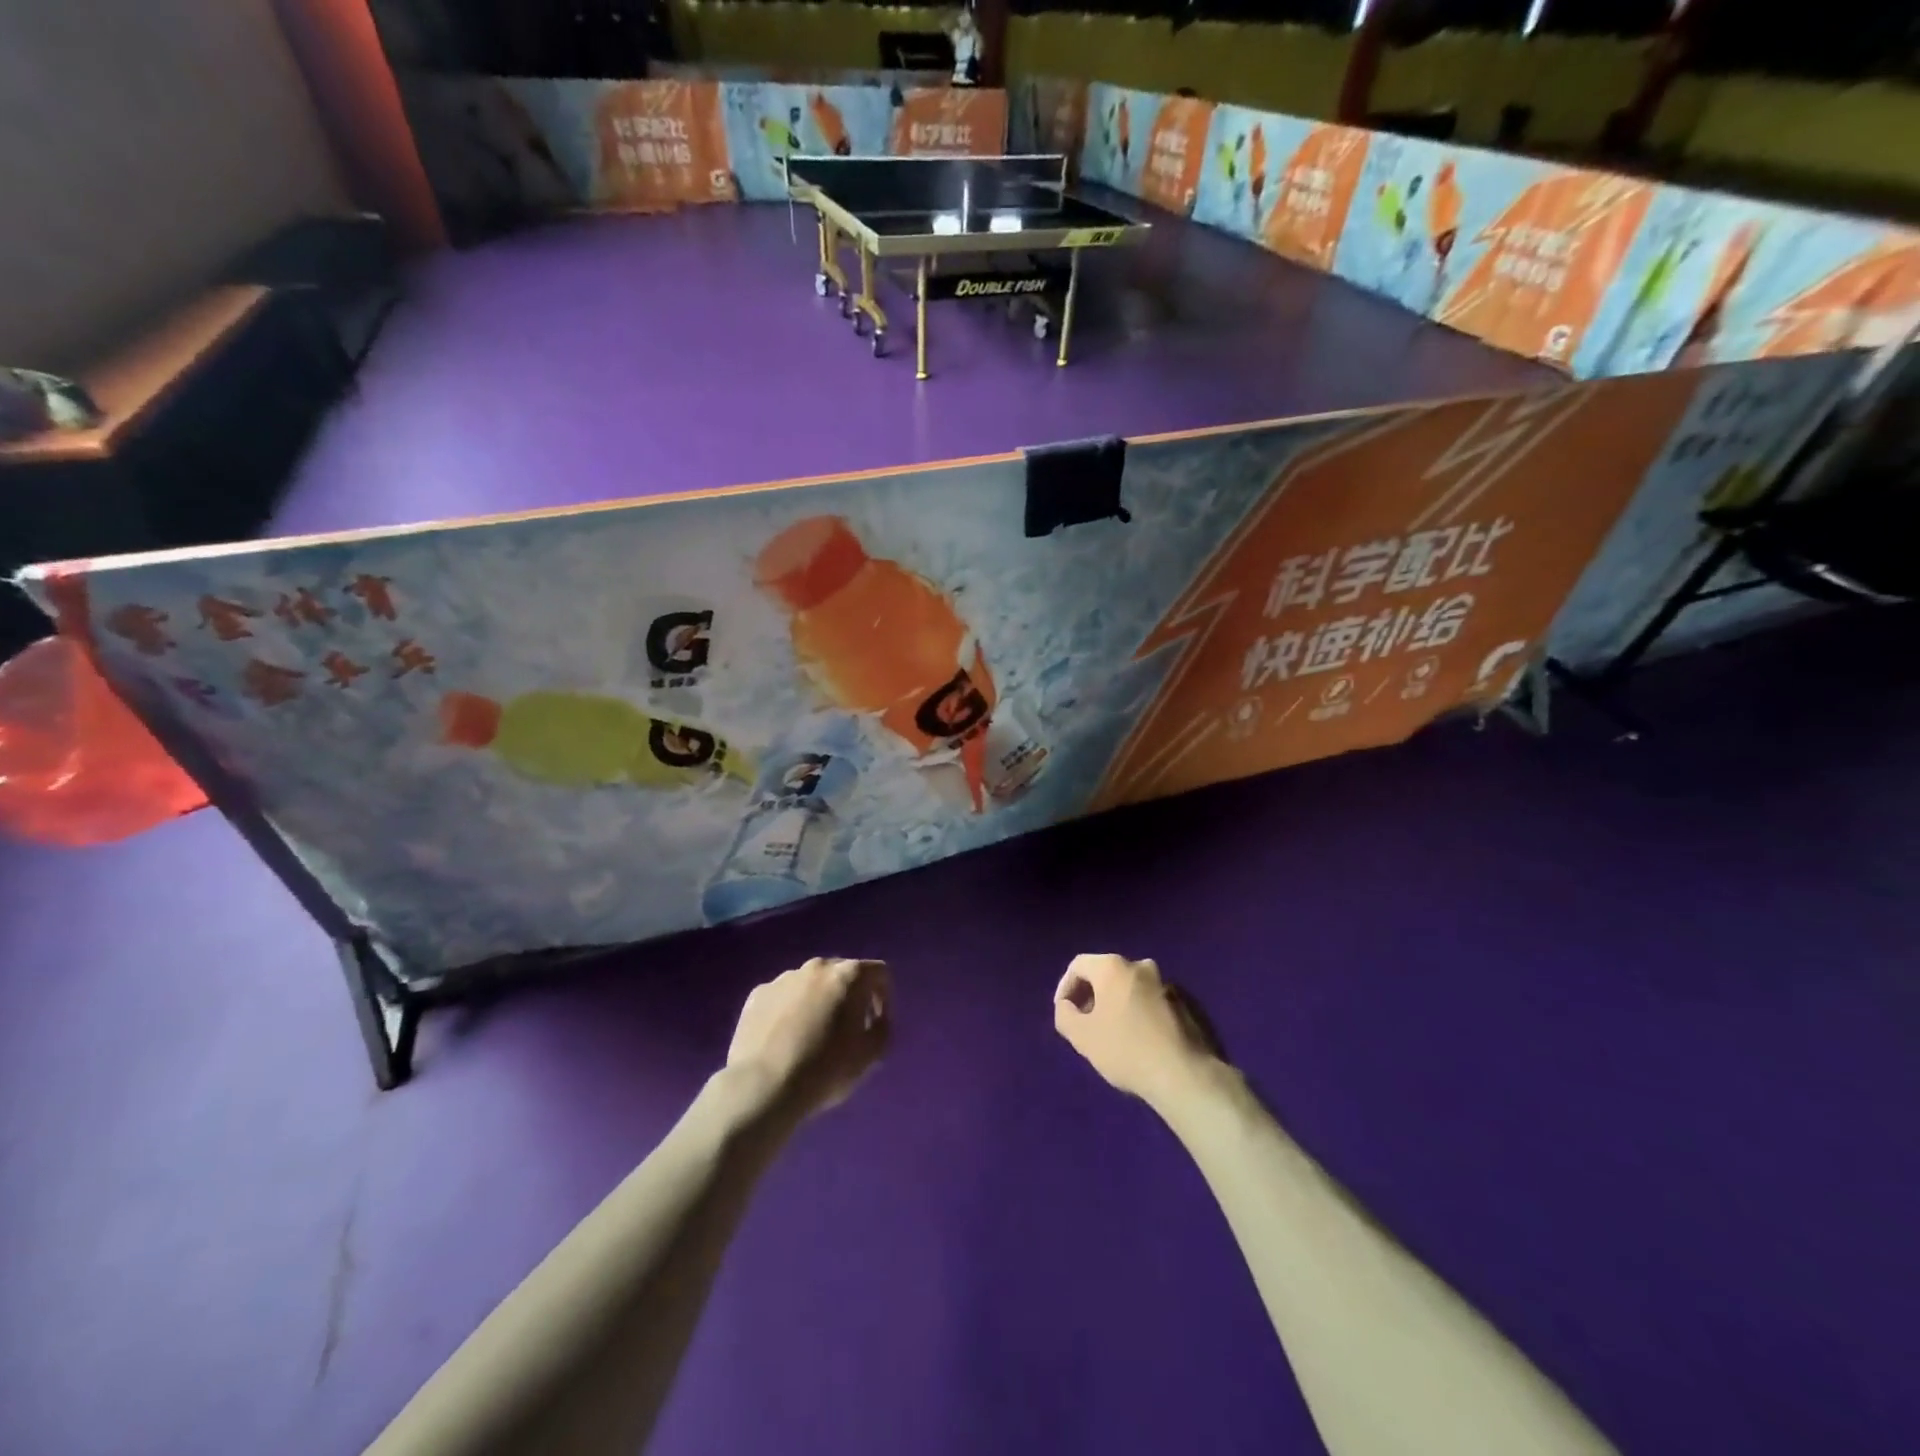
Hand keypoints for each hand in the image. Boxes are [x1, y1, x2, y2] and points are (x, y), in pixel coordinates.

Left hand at [726, 957, 890, 1123]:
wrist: (763, 1087)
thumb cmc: (826, 1069)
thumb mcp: (872, 1054)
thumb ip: (883, 1026)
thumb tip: (875, 1018)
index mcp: (849, 975)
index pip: (879, 973)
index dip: (883, 997)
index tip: (875, 1023)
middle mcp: (817, 966)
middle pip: (842, 974)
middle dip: (849, 997)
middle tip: (846, 1029)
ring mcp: (784, 978)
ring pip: (810, 984)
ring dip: (818, 1002)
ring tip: (812, 1036)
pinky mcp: (758, 994)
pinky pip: (783, 997)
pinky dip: (789, 1011)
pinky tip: (784, 1040)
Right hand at [1053, 953, 1224, 1108]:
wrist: (1186, 1075)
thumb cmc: (1126, 1050)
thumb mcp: (1082, 1037)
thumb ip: (1065, 1015)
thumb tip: (1067, 1006)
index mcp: (1114, 967)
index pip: (1079, 965)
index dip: (1065, 987)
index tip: (1064, 1012)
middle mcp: (1142, 966)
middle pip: (1108, 974)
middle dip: (1093, 996)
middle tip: (1087, 1023)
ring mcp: (1169, 984)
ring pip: (1133, 989)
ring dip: (1120, 1005)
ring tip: (1115, 1035)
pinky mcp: (1190, 1004)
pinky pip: (1155, 1002)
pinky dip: (1143, 1014)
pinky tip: (1144, 1041)